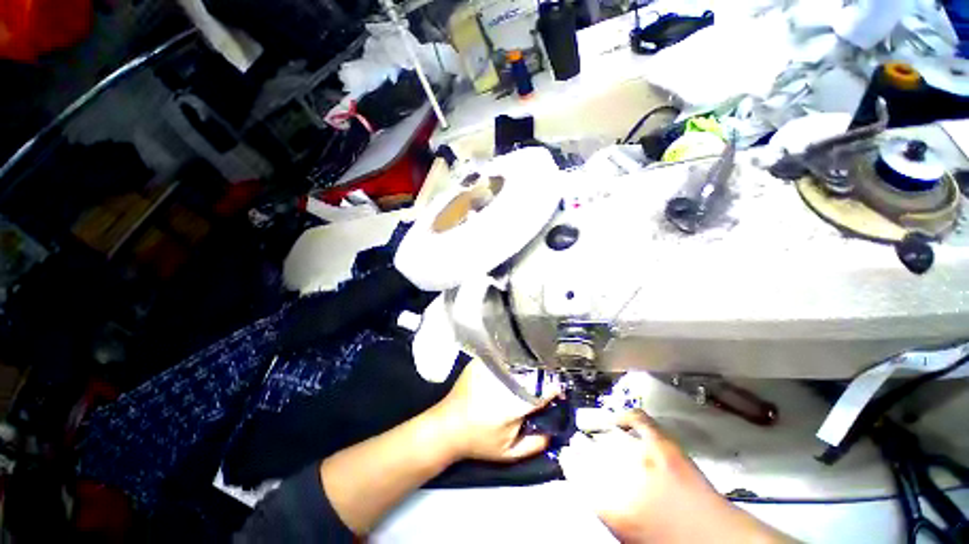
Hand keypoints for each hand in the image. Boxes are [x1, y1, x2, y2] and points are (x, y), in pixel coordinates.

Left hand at [430, 358, 556, 462]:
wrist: (447, 426)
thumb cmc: (478, 441)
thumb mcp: (508, 452)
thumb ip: (535, 443)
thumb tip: (552, 429)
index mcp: (512, 403)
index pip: (541, 390)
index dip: (553, 388)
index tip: (559, 390)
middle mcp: (502, 380)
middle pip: (531, 370)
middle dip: (543, 374)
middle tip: (548, 379)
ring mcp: (490, 367)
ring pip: (517, 360)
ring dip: (528, 364)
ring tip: (534, 371)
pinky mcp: (481, 361)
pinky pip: (503, 356)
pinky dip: (512, 359)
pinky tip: (515, 365)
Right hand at [560, 410, 791, 543]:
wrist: (715, 540)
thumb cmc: (666, 542)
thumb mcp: (626, 533)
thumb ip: (604, 504)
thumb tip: (588, 480)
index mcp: (608, 504)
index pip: (575, 471)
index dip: (568, 459)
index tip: (566, 453)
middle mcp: (620, 475)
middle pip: (588, 449)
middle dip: (580, 443)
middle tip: (578, 440)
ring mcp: (643, 455)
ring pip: (608, 433)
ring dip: (597, 429)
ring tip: (592, 426)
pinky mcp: (663, 443)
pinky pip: (637, 418)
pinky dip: (625, 415)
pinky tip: (619, 418)